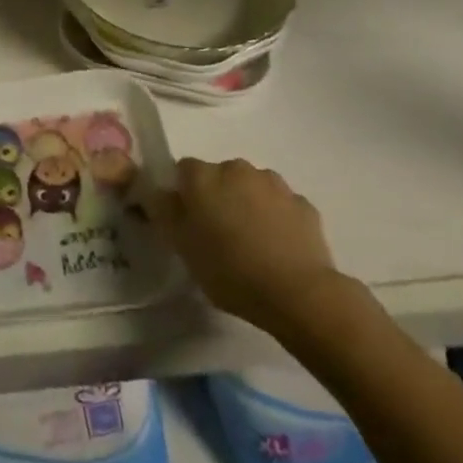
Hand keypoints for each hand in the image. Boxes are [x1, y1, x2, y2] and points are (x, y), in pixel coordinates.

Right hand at [152, 158, 360, 344]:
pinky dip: (277, 219)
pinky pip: (282, 206)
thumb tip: (159, 192)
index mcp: (203, 176)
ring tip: (253, 243)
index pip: (183, 171)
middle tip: (220, 235)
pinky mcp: (303, 204)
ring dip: (248, 204)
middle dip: (218, 197)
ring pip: (252, 188)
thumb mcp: (182, 247)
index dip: (184, 194)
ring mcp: (274, 184)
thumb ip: (165, 212)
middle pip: (219, 176)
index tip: (189, 222)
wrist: (298, 294)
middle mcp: (236, 168)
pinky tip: (280, 249)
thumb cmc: (230, 270)